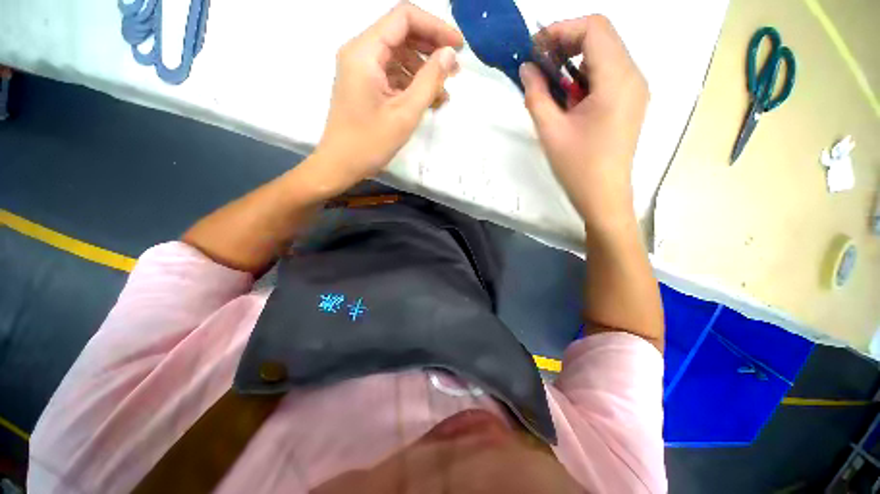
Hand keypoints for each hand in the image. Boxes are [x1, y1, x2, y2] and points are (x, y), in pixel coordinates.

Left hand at [314, 3, 462, 193]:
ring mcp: (361, 69)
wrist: (340, 165)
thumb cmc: (370, 143)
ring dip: (423, 71)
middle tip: (454, 72)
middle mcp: (360, 52)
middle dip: (431, 49)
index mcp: (365, 52)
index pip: (404, 18)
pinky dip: (411, 84)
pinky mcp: (364, 85)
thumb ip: (429, 81)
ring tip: (443, 94)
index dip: (435, 27)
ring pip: (399, 56)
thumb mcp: (405, 114)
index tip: (458, 47)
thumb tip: (449, 54)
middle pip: (401, 34)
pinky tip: (428, 101)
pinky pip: (392, 74)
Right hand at [519, 16, 647, 232]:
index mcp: (617, 80)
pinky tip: (568, 96)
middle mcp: (633, 76)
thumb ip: (536, 95)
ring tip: (550, 82)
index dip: (562, 29)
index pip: (594, 29)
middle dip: (567, 42)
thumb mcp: (550, 131)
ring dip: (575, 59)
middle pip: (602, 36)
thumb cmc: (577, 167)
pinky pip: (609, 73)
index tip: (536, 48)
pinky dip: (585, 75)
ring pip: (606, 53)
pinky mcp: (630, 101)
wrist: (604, 196)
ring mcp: (635, 89)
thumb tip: (527, 68)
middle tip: (539, 63)